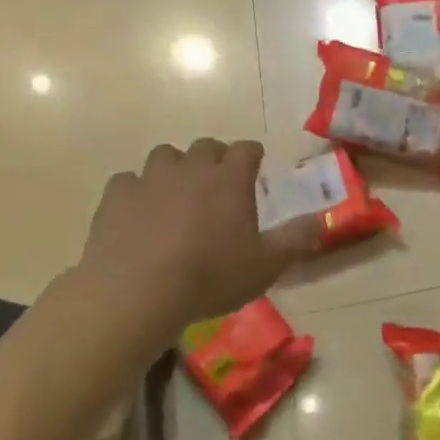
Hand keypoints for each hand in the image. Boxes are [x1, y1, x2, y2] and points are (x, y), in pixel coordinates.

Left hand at [70, 139, 318, 336]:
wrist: (136, 293)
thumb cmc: (209, 277)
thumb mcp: (265, 265)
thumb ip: (296, 239)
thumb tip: (322, 220)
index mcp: (230, 178)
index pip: (246, 148)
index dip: (252, 155)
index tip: (255, 168)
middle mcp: (192, 168)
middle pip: (206, 146)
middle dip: (214, 159)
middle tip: (217, 185)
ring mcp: (150, 178)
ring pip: (165, 156)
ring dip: (174, 169)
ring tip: (176, 194)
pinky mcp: (116, 196)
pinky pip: (128, 181)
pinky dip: (136, 191)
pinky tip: (138, 213)